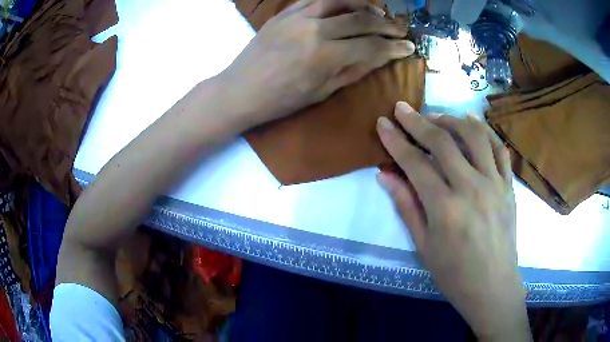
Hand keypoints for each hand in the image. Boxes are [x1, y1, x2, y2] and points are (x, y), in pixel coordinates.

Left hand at [219, 0, 414, 127]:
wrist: (240, 90)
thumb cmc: (281, 99)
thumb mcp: (321, 92)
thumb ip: (354, 70)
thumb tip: (380, 57)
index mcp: (325, 55)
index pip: (371, 46)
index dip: (394, 47)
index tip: (409, 47)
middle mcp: (314, 29)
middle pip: (362, 19)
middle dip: (387, 24)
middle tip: (401, 29)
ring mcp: (297, 16)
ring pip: (341, 1)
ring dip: (365, 5)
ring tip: (378, 13)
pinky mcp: (285, 12)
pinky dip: (338, 0)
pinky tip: (348, 4)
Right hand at [376, 102, 530, 340]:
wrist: (492, 286)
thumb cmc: (454, 273)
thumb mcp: (423, 246)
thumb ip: (406, 206)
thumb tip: (385, 175)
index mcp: (445, 208)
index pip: (415, 163)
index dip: (396, 140)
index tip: (383, 123)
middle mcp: (472, 188)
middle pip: (443, 142)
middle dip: (418, 121)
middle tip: (402, 107)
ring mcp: (495, 184)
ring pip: (474, 136)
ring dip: (452, 120)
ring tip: (436, 117)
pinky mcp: (508, 186)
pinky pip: (499, 149)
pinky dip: (485, 131)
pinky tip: (472, 123)